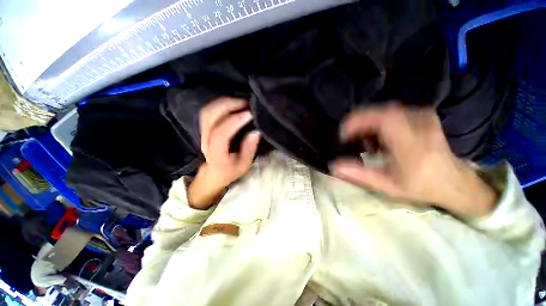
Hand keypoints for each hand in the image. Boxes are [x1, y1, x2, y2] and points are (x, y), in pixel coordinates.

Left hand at [188, 97, 259, 208]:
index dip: (234, 121)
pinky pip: (209, 111)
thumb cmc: (231, 170)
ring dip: (224, 102)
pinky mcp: (204, 128)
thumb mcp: (244, 164)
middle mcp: (205, 141)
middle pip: (209, 117)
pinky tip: (233, 103)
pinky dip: (221, 104)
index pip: (220, 134)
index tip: (250, 114)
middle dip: (228, 105)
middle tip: (246, 103)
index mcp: (216, 154)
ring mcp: (203, 133)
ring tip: (241, 101)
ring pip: (207, 111)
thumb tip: (256, 131)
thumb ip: (249, 149)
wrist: (215, 172)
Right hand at [330, 104, 496, 217]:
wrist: (454, 182)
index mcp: (412, 144)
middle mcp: (420, 125)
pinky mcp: (423, 115)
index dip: (357, 121)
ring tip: (367, 143)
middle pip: (381, 111)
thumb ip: (359, 175)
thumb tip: (334, 166)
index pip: (383, 119)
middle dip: (360, 123)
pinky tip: (380, 139)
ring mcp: (424, 117)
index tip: (344, 134)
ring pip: (385, 111)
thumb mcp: (387, 185)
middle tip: (351, 138)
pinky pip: (394, 112)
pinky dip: (380, 123)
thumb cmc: (420, 186)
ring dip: (370, 124)